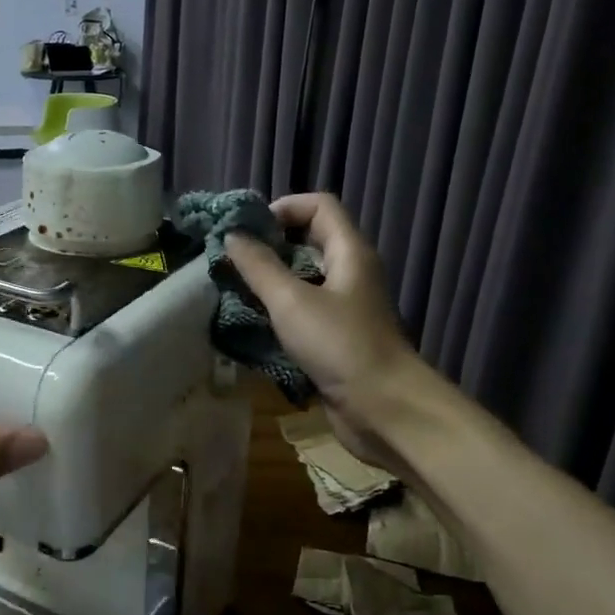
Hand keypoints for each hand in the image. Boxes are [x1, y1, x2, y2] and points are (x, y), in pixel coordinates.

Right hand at [225, 193, 451, 473]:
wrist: (383, 409)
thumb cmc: (340, 345)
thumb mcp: (291, 301)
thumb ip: (259, 267)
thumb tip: (232, 235)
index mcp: (349, 251)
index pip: (318, 205)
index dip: (281, 208)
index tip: (245, 230)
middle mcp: (349, 272)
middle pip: (307, 239)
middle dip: (268, 245)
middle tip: (231, 260)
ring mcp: (343, 306)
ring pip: (302, 277)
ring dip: (268, 280)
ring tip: (233, 288)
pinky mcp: (335, 336)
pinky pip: (301, 310)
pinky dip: (276, 310)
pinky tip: (250, 321)